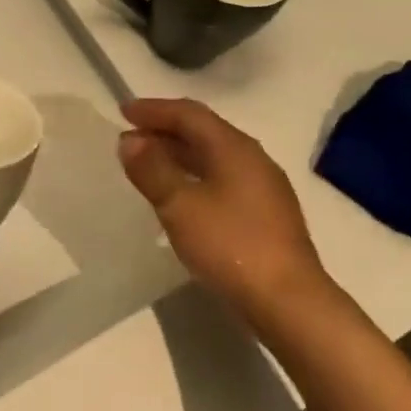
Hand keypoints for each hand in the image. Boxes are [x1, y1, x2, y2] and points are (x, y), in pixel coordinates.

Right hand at [117, 98, 332, 334]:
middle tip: (131, 138)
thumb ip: (152, 169)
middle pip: (204, 132)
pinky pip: (223, 179)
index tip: (123, 112)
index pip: (189, 114)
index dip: (154, 109)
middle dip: (165, 130)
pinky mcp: (266, 214)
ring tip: (149, 165)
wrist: (288, 300)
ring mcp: (263, 187)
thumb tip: (130, 141)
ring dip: (179, 155)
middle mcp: (253, 158)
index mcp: (234, 148)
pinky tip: (181, 196)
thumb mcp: (180, 206)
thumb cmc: (230, 246)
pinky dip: (195, 176)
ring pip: (214, 157)